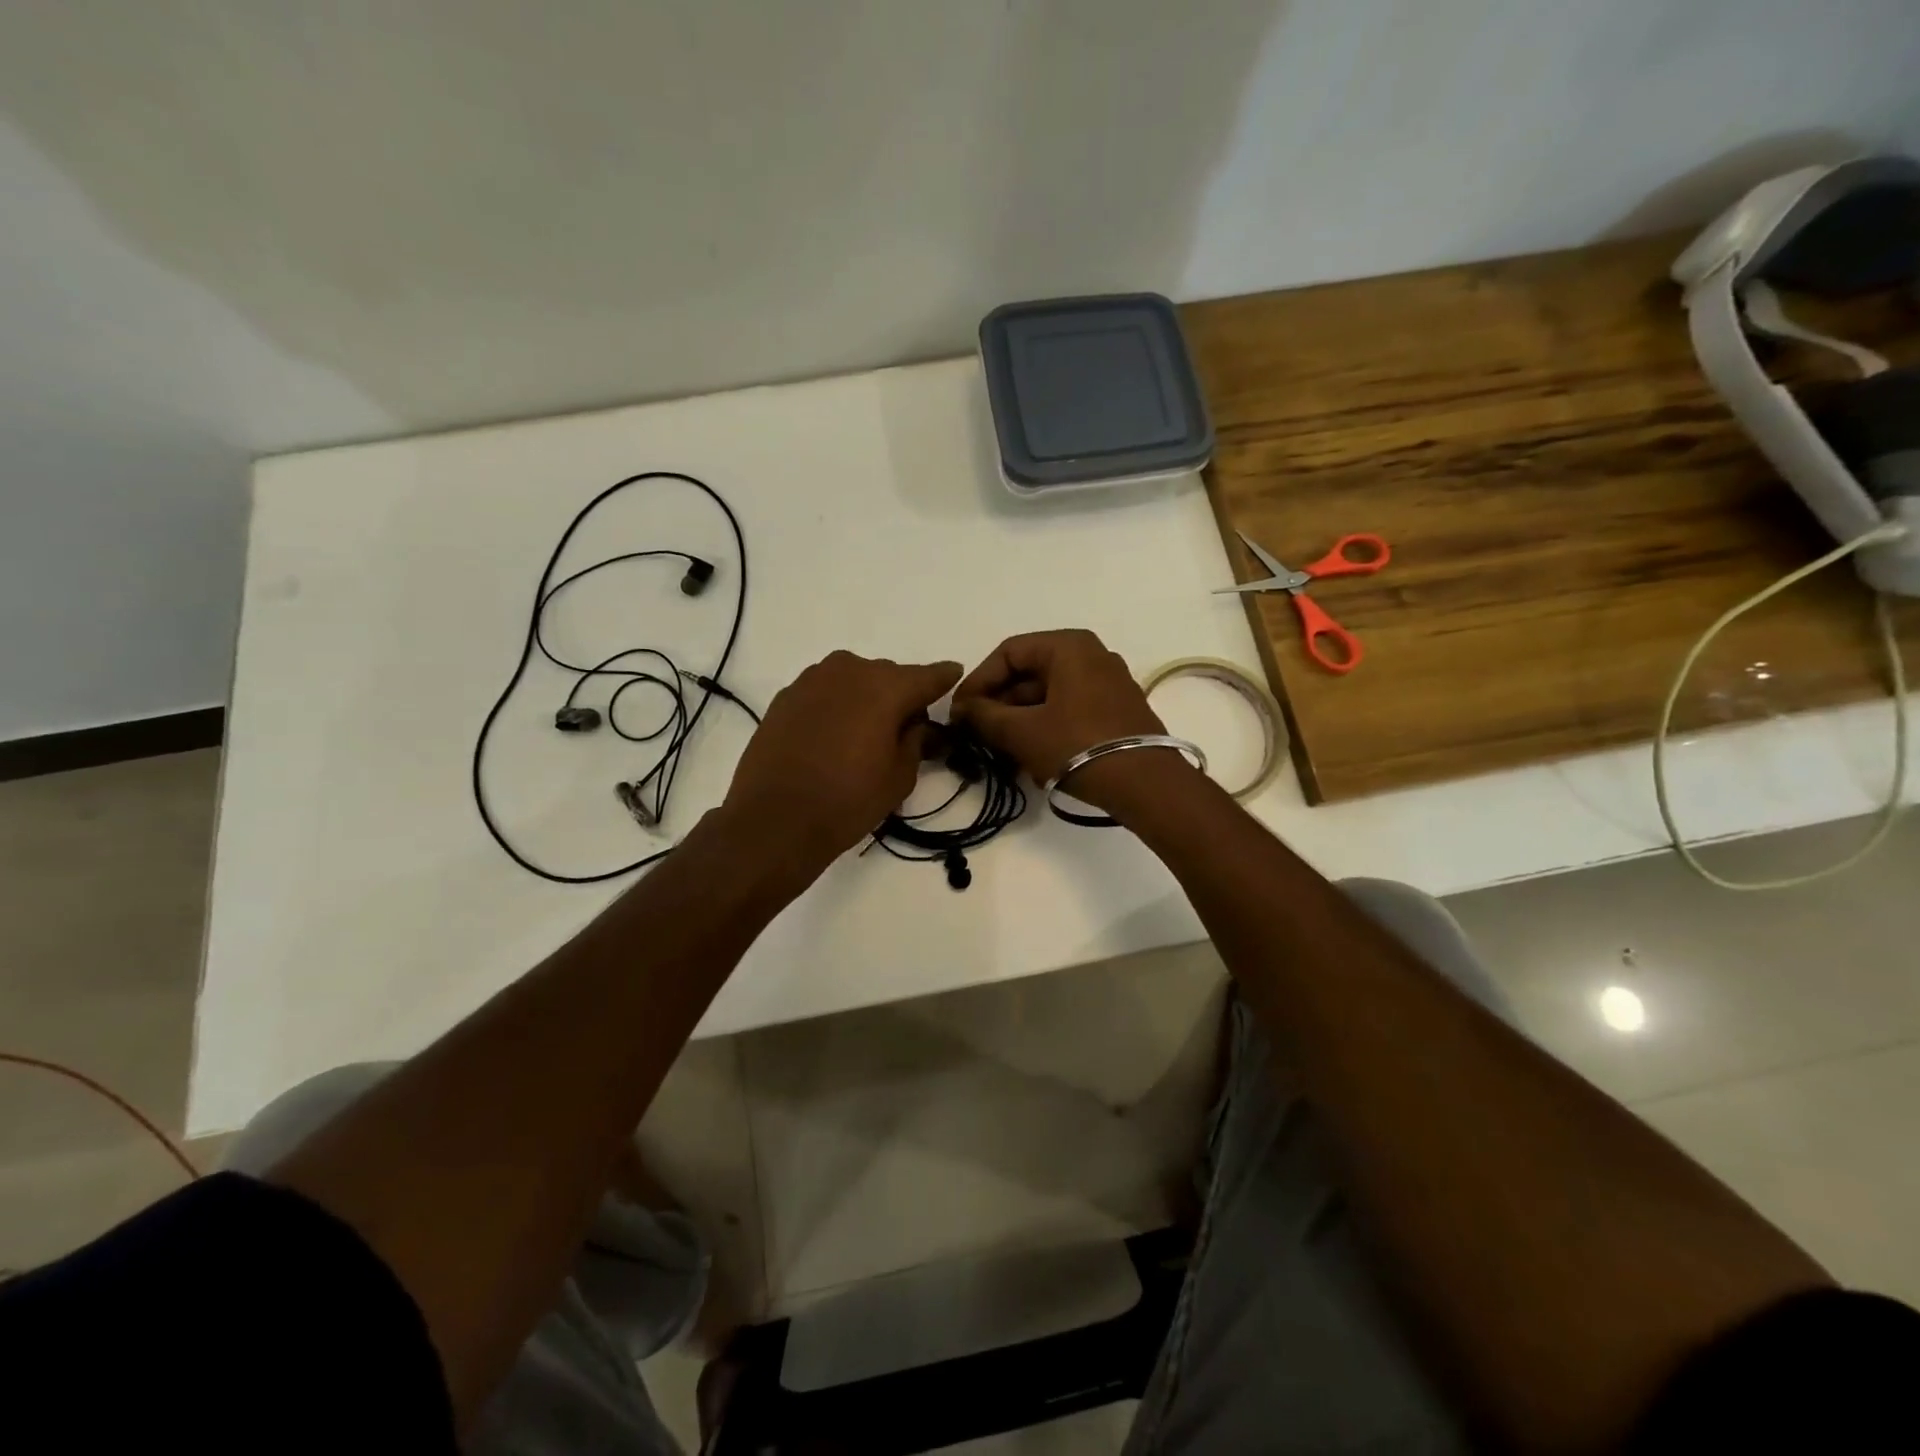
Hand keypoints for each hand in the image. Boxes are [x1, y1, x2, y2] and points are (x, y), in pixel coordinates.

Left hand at [720, 650, 961, 867]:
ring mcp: (812, 680)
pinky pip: (824, 692)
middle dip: (901, 696)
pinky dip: (836, 705)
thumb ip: (916, 741)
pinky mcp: (785, 696)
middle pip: (888, 676)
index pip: (927, 676)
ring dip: (866, 698)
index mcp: (886, 687)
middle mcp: (850, 670)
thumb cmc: (848, 800)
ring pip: (853, 680)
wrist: (774, 819)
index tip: (954, 676)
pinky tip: (833, 735)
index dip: (944, 679)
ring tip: (866, 732)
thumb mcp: (900, 777)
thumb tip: (918, 725)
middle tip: (907, 727)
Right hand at [951, 630, 1167, 807]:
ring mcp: (1108, 683)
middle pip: (1029, 673)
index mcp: (1068, 646)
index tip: (959, 712)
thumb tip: (961, 710)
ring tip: (999, 750)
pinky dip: (1045, 727)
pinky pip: (1069, 709)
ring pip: (1048, 694)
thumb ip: (983, 716)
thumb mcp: (1022, 732)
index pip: (1008, 652)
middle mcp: (1091, 655)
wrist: (1145, 784)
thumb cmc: (1077, 746)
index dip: (978, 681)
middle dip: (999, 704)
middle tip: (976, 733)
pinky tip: (1030, 757)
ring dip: (1019, 720)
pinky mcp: (1117, 710)